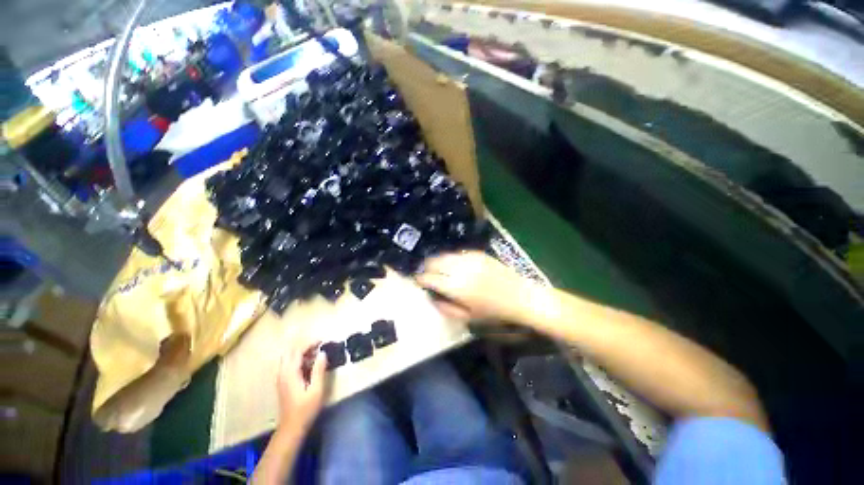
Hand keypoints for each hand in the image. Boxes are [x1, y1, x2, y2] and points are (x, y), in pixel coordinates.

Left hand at [276, 336, 327, 432]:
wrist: (291, 427)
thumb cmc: (306, 409)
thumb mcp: (316, 390)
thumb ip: (319, 370)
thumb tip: (322, 353)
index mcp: (290, 373)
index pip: (298, 351)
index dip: (310, 344)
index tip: (322, 341)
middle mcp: (282, 373)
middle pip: (291, 352)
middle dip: (304, 346)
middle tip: (319, 347)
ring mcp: (281, 378)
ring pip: (289, 358)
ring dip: (301, 353)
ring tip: (316, 355)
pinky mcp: (282, 382)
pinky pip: (289, 364)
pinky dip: (298, 360)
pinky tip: (309, 365)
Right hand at [415, 251, 538, 322]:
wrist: (521, 297)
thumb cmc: (494, 313)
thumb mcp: (468, 318)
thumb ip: (445, 308)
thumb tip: (431, 297)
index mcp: (456, 287)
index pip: (429, 278)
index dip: (420, 279)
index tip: (417, 281)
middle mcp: (460, 268)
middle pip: (434, 261)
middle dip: (426, 267)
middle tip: (426, 274)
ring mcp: (470, 258)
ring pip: (445, 255)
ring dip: (438, 261)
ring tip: (438, 269)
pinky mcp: (478, 253)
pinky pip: (458, 253)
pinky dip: (451, 259)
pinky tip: (454, 266)